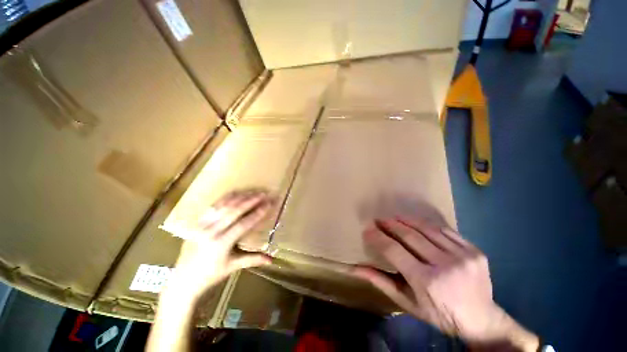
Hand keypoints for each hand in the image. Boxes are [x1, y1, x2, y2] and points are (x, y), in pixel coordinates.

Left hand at [166, 189, 273, 300]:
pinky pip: (215, 205)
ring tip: (254, 191)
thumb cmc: (210, 275)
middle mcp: (211, 231)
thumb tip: (271, 260)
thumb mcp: (233, 266)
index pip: (244, 224)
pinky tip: (237, 193)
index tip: (269, 204)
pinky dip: (227, 197)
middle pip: (235, 210)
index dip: (258, 213)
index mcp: (222, 243)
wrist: (183, 280)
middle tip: (264, 193)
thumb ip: (253, 259)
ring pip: (225, 205)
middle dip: (251, 200)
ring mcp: (203, 224)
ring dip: (241, 196)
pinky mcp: (198, 221)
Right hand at [353, 217, 538, 350]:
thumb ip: (381, 282)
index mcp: (426, 281)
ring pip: (427, 229)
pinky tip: (417, 223)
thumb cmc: (439, 314)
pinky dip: (427, 224)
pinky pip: (445, 230)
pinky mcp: (475, 251)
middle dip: (390, 225)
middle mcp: (445, 265)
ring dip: (407, 220)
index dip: (378, 237)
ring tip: (394, 217)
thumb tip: (354, 269)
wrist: (481, 319)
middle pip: (410, 236)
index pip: (394, 250)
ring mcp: (463, 256)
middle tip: (379, 219)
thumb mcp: (407, 302)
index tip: (367, 229)